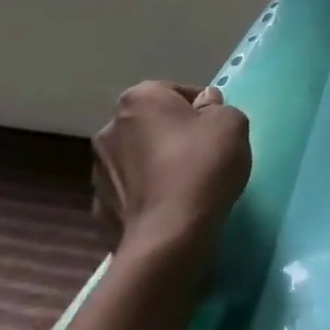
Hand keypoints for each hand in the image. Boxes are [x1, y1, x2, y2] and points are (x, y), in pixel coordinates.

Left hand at [93, 81, 250, 261]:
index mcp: (139, 99)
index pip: (175, 92)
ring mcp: (98, 171)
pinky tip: (168, 210)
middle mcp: (110, 128)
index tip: (215, 130)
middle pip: (152, 124)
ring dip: (156, 166)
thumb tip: (204, 107)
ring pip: (137, 159)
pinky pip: (130, 193)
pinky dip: (146, 197)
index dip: (200, 109)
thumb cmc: (202, 166)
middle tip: (203, 156)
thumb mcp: (231, 122)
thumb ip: (218, 106)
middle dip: (173, 135)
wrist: (168, 237)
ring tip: (185, 188)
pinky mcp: (98, 210)